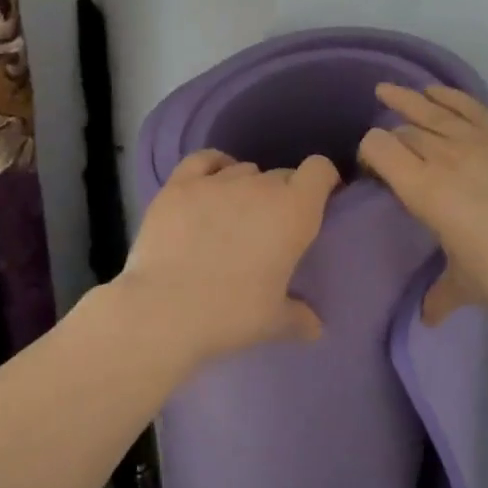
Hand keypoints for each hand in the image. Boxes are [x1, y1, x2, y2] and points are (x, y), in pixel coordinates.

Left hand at [116, 149, 340, 363]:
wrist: (165, 311)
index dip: (322, 181)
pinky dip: (214, 167)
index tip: (318, 201)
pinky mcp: (179, 185)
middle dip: (282, 196)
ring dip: (247, 188)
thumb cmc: (231, 315)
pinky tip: (210, 185)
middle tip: (270, 228)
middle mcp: (260, 186)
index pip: (320, 170)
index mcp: (294, 212)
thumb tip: (316, 328)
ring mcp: (217, 181)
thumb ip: (301, 318)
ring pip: (244, 170)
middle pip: (281, 175)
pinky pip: (205, 160)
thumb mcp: (274, 322)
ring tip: (234, 217)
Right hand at [358, 85, 487, 325]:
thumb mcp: (467, 287)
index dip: (367, 154)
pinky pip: (472, 107)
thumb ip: (439, 296)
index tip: (371, 172)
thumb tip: (426, 318)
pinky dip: (450, 97)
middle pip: (405, 131)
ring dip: (410, 100)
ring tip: (389, 91)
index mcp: (425, 190)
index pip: (379, 148)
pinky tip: (439, 93)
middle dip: (390, 137)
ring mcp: (483, 141)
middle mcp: (447, 156)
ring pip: (435, 110)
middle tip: (388, 153)